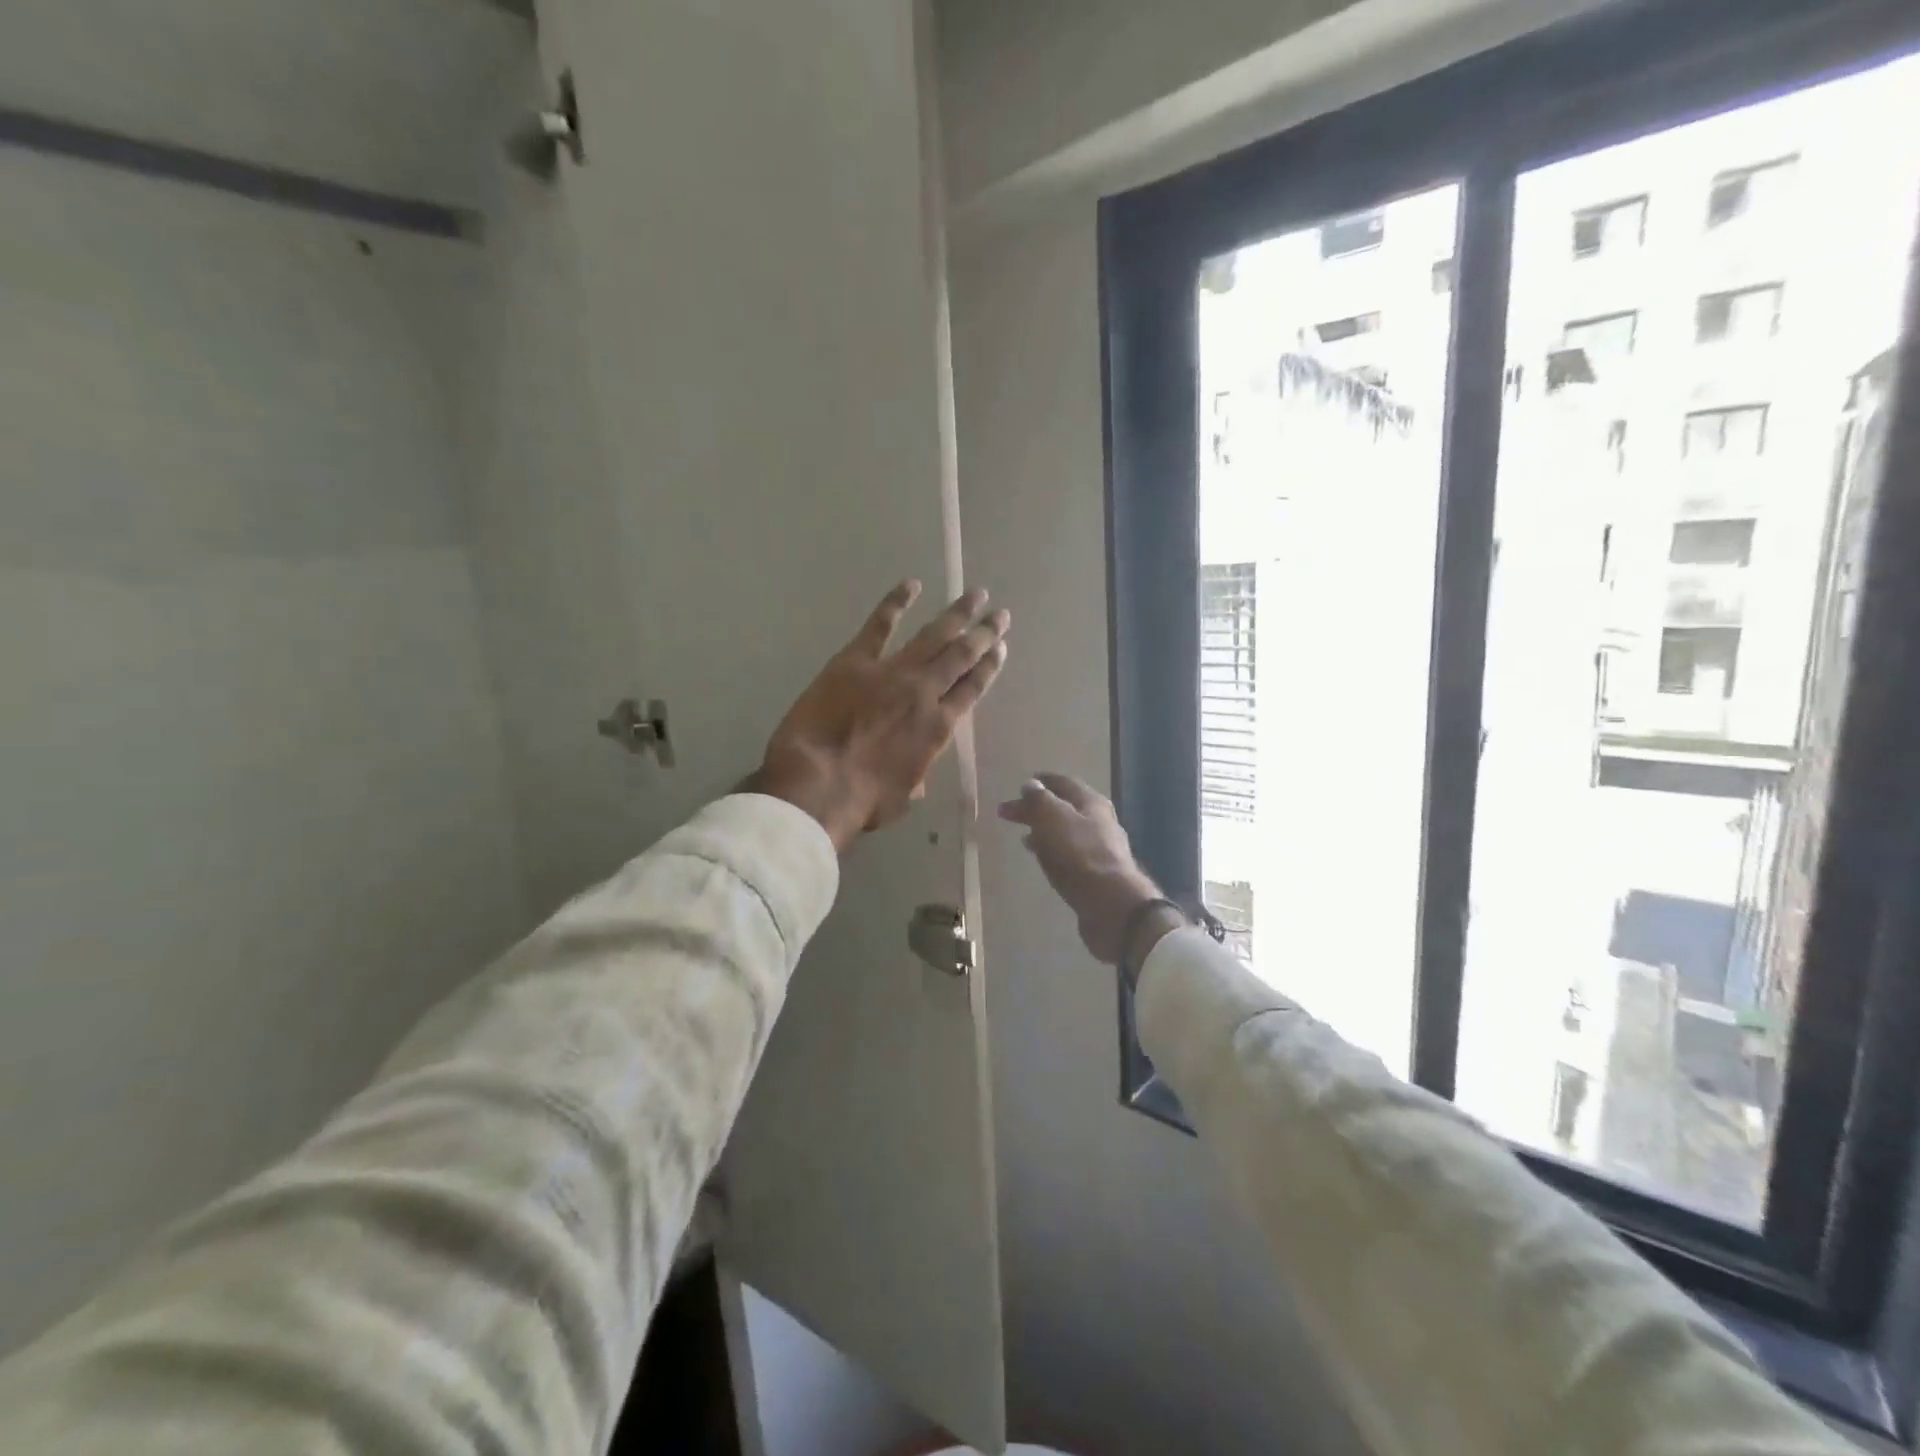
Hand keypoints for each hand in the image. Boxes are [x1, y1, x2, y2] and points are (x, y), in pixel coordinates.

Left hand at [751, 581, 1010, 853]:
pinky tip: (912, 584)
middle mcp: (924, 693)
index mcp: (939, 728)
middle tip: (999, 614)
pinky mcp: (855, 660)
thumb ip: (915, 774)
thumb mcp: (903, 795)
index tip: (1000, 649)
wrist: (818, 784)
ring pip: (933, 635)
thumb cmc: (862, 801)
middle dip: (983, 633)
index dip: (989, 667)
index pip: (972, 690)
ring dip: (956, 613)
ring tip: (976, 594)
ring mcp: (892, 672)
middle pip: (961, 656)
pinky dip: (896, 602)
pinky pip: (880, 623)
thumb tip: (914, 770)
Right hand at [997, 774, 1169, 965]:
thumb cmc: (1080, 855)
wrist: (1112, 906)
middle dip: (1037, 808)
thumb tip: (1031, 785)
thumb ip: (1040, 800)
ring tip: (1023, 836)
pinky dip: (1052, 852)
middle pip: (1064, 808)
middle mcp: (1100, 822)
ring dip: (1044, 831)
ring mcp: (1101, 850)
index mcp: (1091, 803)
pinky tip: (1042, 860)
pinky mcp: (1097, 876)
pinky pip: (1069, 855)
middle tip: (1009, 813)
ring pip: (1067, 833)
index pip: (1064, 783)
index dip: (1041, 782)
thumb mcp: (1053, 818)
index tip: (1021, 784)